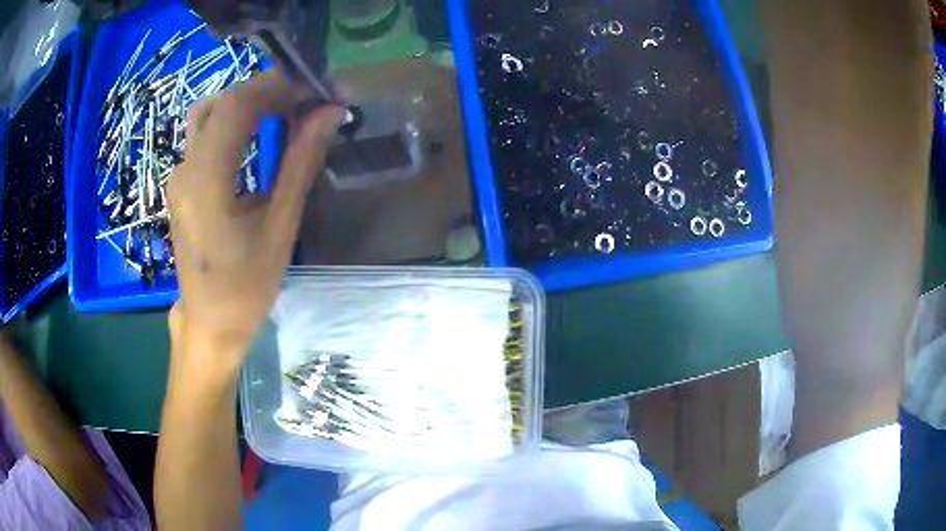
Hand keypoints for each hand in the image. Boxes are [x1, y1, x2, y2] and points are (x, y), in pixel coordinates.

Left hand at [167, 69, 341, 368]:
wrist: (208, 324)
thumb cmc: (245, 288)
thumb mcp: (278, 227)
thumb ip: (299, 164)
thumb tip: (329, 114)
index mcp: (205, 182)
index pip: (235, 106)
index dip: (275, 87)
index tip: (313, 90)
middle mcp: (184, 170)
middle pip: (220, 104)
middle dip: (264, 92)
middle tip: (304, 101)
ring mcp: (179, 176)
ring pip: (209, 116)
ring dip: (248, 105)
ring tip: (285, 114)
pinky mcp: (182, 184)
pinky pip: (206, 137)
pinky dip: (235, 124)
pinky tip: (259, 136)